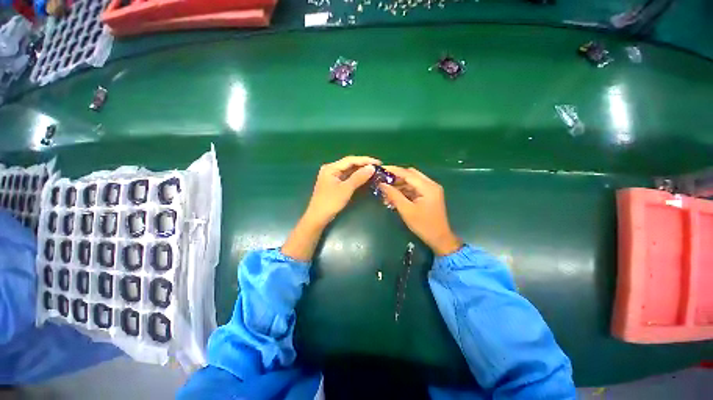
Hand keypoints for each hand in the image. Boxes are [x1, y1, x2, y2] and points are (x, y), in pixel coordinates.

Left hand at [303, 156, 379, 225]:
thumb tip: (371, 167)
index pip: (350, 160)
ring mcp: (332, 176)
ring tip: (373, 171)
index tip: (378, 163)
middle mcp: (331, 169)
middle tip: (377, 167)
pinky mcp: (334, 183)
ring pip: (348, 170)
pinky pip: (346, 177)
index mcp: (331, 168)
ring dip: (360, 171)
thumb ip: (359, 177)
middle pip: (349, 164)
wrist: (318, 217)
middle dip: (363, 165)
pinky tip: (364, 177)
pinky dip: (355, 177)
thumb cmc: (330, 202)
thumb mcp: (346, 189)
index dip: (365, 160)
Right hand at [378, 166, 461, 255]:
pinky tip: (394, 196)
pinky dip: (404, 190)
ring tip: (385, 190)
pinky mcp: (428, 196)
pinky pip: (414, 189)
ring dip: (399, 185)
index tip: (380, 169)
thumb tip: (382, 184)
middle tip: (382, 180)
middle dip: (396, 177)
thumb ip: (394, 195)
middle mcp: (430, 185)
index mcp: (428, 187)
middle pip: (410, 175)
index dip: (393, 170)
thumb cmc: (423, 225)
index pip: (408, 173)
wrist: (439, 239)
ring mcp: (430, 190)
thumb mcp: (406, 210)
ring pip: (411, 182)